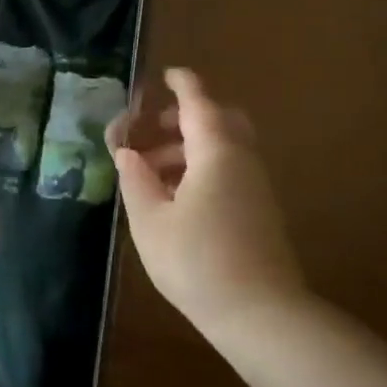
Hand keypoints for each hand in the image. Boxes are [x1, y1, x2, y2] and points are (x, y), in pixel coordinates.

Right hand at [109, 68, 304, 330]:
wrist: (258, 312)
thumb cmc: (195, 260)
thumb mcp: (149, 219)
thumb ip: (135, 179)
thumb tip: (127, 154)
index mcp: (216, 154)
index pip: (199, 104)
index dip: (183, 85)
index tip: (168, 73)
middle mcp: (242, 162)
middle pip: (221, 121)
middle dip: (187, 117)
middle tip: (153, 129)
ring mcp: (256, 187)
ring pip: (224, 148)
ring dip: (188, 148)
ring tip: (149, 172)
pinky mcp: (258, 211)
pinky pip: (229, 171)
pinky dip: (200, 168)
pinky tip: (173, 197)